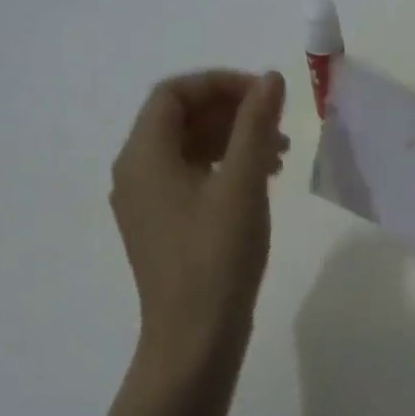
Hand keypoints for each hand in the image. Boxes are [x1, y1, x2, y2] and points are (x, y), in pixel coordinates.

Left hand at [111, 70, 287, 378]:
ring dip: (232, 138)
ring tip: (279, 154)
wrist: (194, 337)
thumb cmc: (217, 255)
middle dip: (230, 110)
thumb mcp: (244, 183)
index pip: (174, 93)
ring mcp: (147, 201)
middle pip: (179, 117)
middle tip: (277, 123)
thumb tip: (270, 78)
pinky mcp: (163, 224)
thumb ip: (256, 124)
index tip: (265, 95)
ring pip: (188, 147)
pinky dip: (224, 165)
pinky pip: (190, 175)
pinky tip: (261, 180)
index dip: (221, 84)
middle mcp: (136, 171)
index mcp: (144, 156)